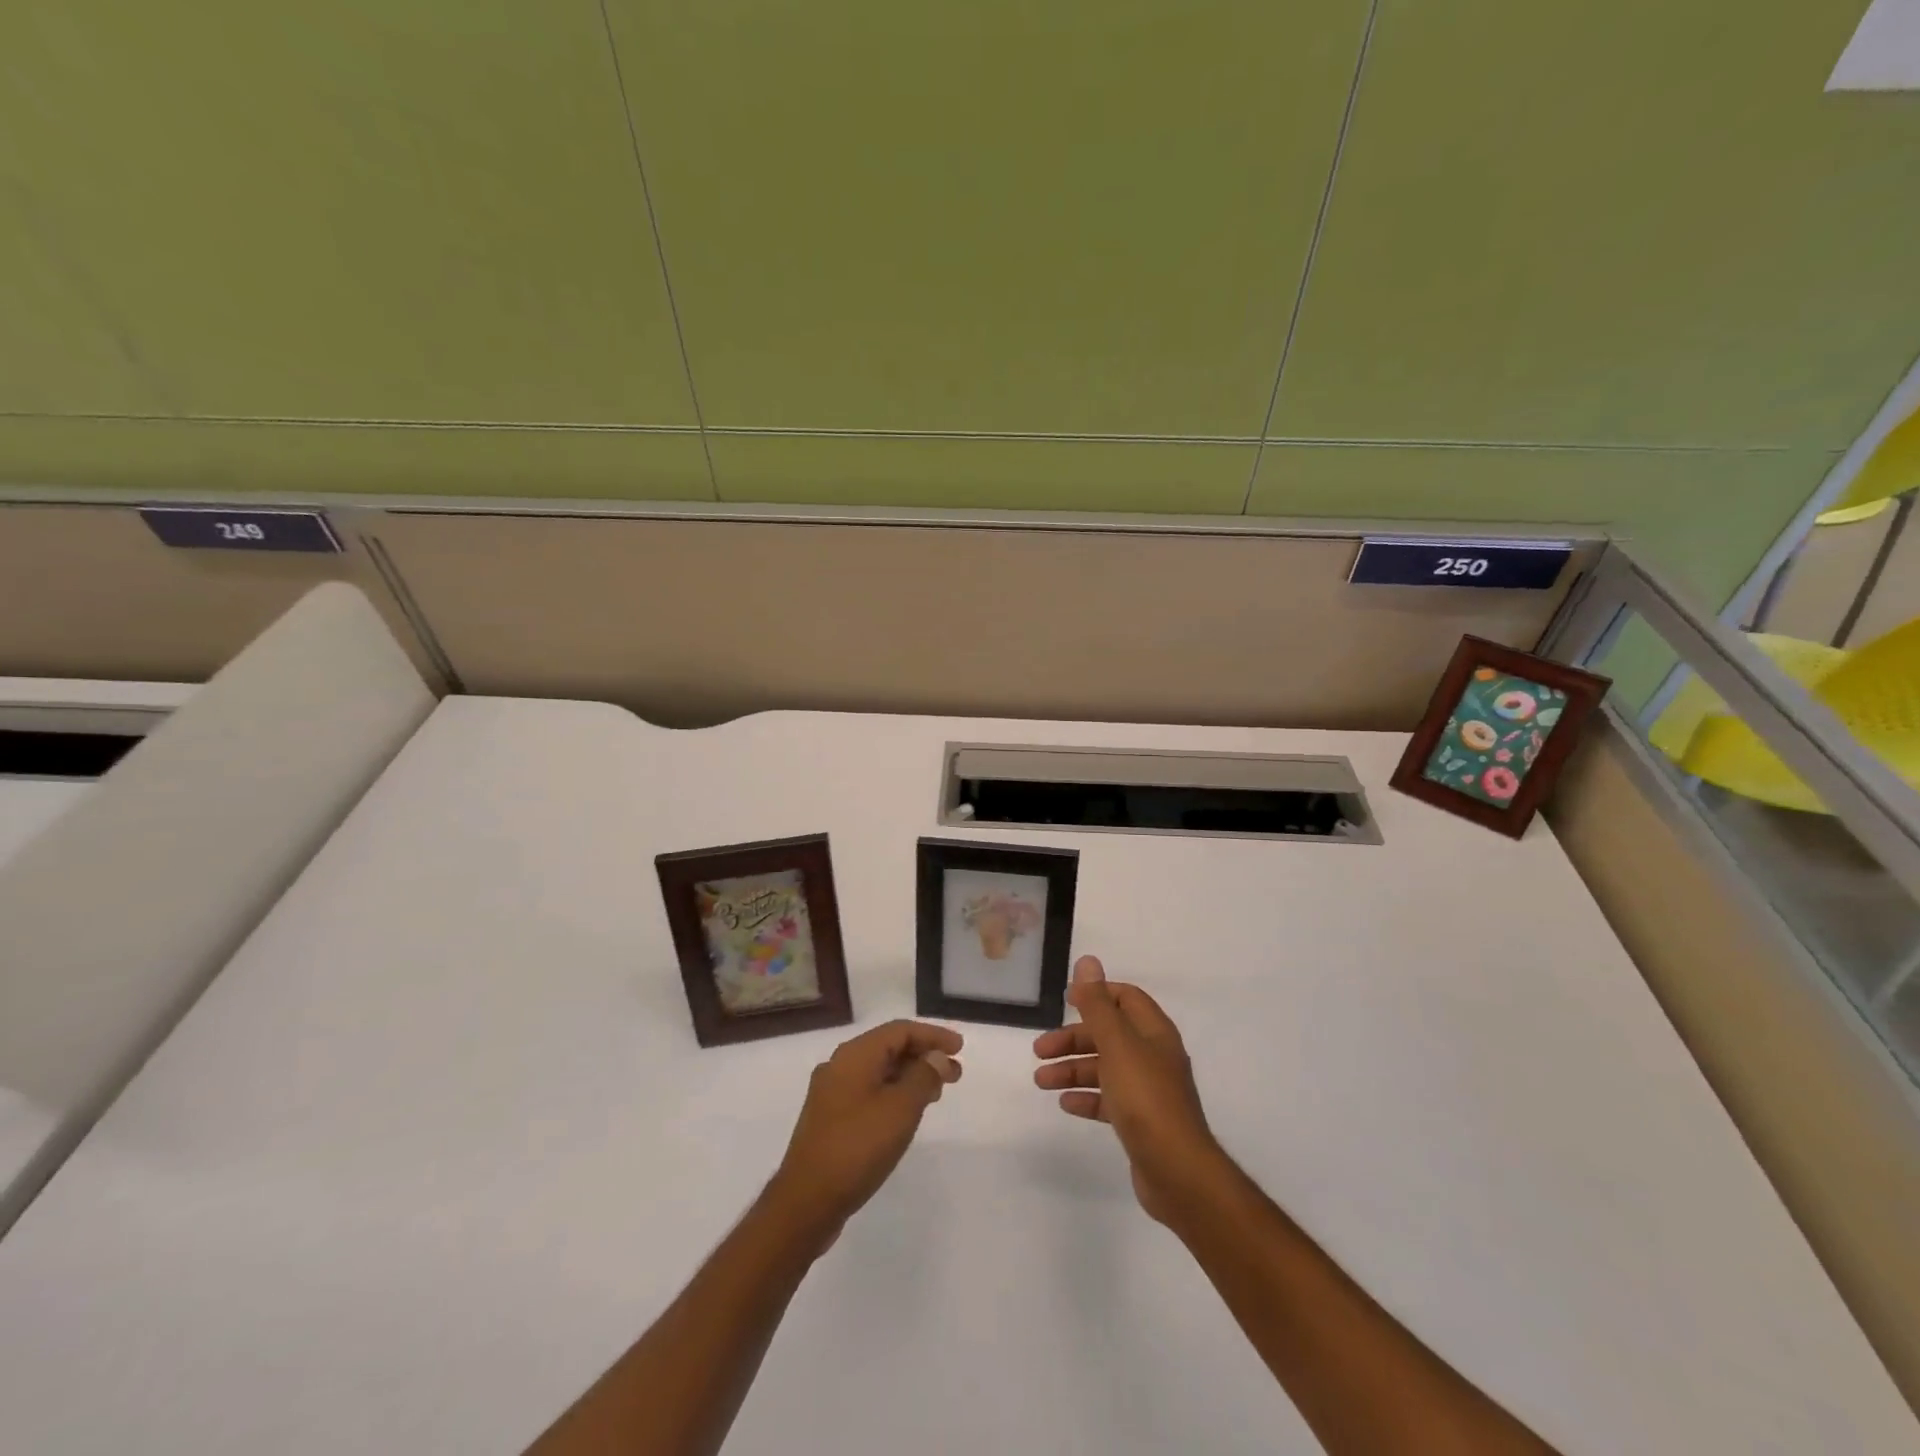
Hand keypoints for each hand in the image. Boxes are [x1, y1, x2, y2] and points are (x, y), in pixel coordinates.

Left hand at [771, 1020, 962, 1246]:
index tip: (960, 1048)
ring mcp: (831, 1093)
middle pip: (888, 1048)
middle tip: (955, 1074)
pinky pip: (868, 1092)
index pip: (900, 1030)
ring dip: (910, 1076)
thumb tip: (937, 1058)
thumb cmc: (857, 1147)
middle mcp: (839, 1065)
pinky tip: (906, 1113)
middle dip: (924, 1056)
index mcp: (854, 1055)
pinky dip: (893, 1094)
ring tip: (937, 1093)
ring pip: (878, 1072)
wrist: (806, 1202)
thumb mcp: (900, 1109)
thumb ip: (923, 1077)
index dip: (933, 1035)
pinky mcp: (829, 1119)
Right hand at [1034, 956, 1222, 1222]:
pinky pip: (1108, 1099)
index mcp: (1154, 1032)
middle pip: (1109, 1034)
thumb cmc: (1145, 1097)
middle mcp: (1154, 1056)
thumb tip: (1088, 961)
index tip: (1065, 1000)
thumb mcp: (1117, 1044)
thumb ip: (1098, 1004)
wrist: (1177, 1171)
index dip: (1096, 994)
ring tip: (1041, 1081)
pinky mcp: (1141, 1121)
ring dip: (1072, 1069)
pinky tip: (1065, 1103)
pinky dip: (1086, 1097)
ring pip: (1105, 1068)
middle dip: (1073, 1039)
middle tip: (1039, 1050)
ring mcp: (1149, 1090)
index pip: (1125, 998)